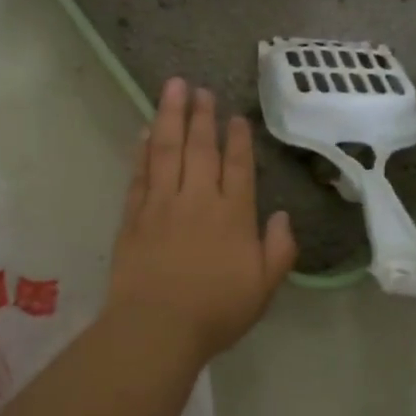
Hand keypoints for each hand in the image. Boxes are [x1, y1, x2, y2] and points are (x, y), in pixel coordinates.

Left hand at [105, 78, 296, 366]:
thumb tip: (283, 216)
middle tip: (200, 88)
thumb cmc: (215, 311)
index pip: (238, 166)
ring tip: (172, 88)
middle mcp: (197, 200)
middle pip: (200, 148)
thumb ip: (279, 250)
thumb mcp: (264, 288)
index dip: (237, 139)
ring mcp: (161, 204)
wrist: (156, 327)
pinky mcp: (133, 216)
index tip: (235, 116)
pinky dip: (142, 151)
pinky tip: (143, 132)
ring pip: (166, 150)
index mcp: (233, 215)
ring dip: (170, 117)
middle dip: (202, 115)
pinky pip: (139, 174)